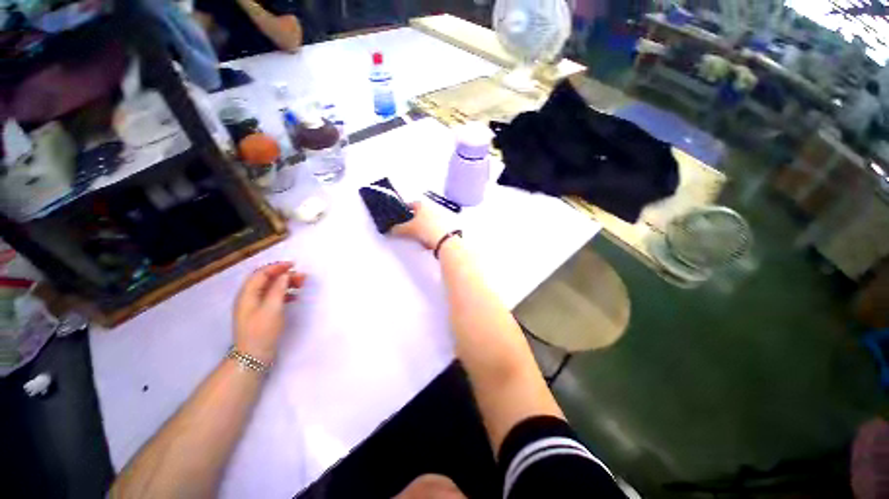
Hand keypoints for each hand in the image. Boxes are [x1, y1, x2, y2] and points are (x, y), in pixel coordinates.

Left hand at [233, 262, 305, 364]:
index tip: (294, 266)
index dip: (278, 267)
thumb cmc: (261, 333)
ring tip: (300, 287)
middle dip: (283, 276)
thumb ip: (279, 289)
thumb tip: (285, 275)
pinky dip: (281, 296)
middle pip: (266, 280)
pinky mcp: (257, 318)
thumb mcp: (272, 310)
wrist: (251, 359)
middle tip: (301, 278)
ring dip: (283, 286)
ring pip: (268, 290)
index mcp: (248, 292)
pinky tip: (292, 299)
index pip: (263, 273)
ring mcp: (252, 308)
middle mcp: (248, 297)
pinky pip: (269, 300)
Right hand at [389, 201, 447, 249]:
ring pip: (425, 221)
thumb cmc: (426, 229)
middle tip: (405, 227)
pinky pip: (432, 229)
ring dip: (420, 228)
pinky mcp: (444, 226)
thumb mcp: (407, 229)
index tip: (398, 215)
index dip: (403, 209)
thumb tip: (390, 230)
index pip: (410, 204)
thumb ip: (397, 229)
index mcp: (422, 205)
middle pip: (418, 213)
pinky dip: (428, 234)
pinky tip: (425, 242)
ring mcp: (439, 217)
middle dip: (412, 220)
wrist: (444, 240)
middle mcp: (431, 208)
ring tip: (415, 237)